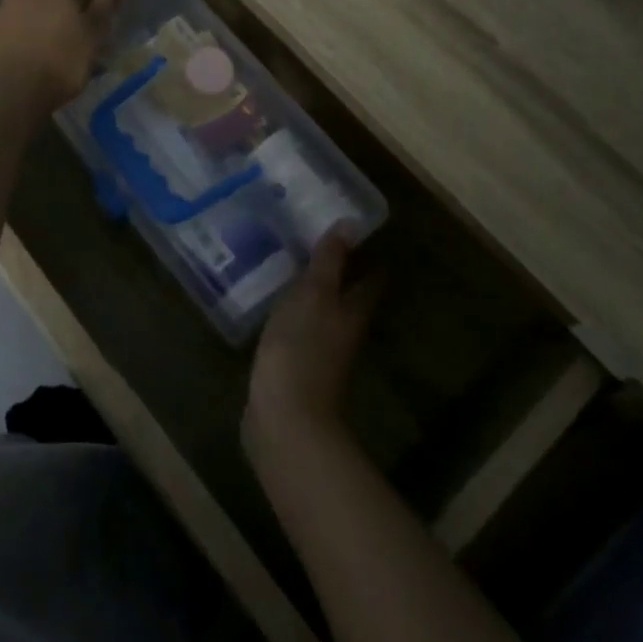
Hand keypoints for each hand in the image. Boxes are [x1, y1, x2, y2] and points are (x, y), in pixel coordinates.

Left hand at [0, 0, 135, 112]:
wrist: (8, 90)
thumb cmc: (62, 59)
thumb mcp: (94, 30)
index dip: (83, 0)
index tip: (91, 23)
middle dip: (59, 10)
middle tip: (73, 38)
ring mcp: (1, 8)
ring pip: (27, 11)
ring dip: (38, 26)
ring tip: (51, 54)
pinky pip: (9, 32)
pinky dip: (19, 41)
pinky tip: (28, 63)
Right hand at [243, 231, 381, 458]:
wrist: (285, 418)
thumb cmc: (302, 348)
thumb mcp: (314, 294)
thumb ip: (330, 260)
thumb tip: (352, 223)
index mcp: (353, 311)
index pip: (369, 278)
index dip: (366, 255)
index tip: (353, 230)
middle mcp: (343, 331)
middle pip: (348, 296)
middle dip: (338, 272)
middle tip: (315, 241)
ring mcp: (321, 352)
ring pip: (322, 313)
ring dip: (313, 293)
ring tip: (290, 266)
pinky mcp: (295, 367)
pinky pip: (298, 330)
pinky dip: (292, 314)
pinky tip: (273, 304)